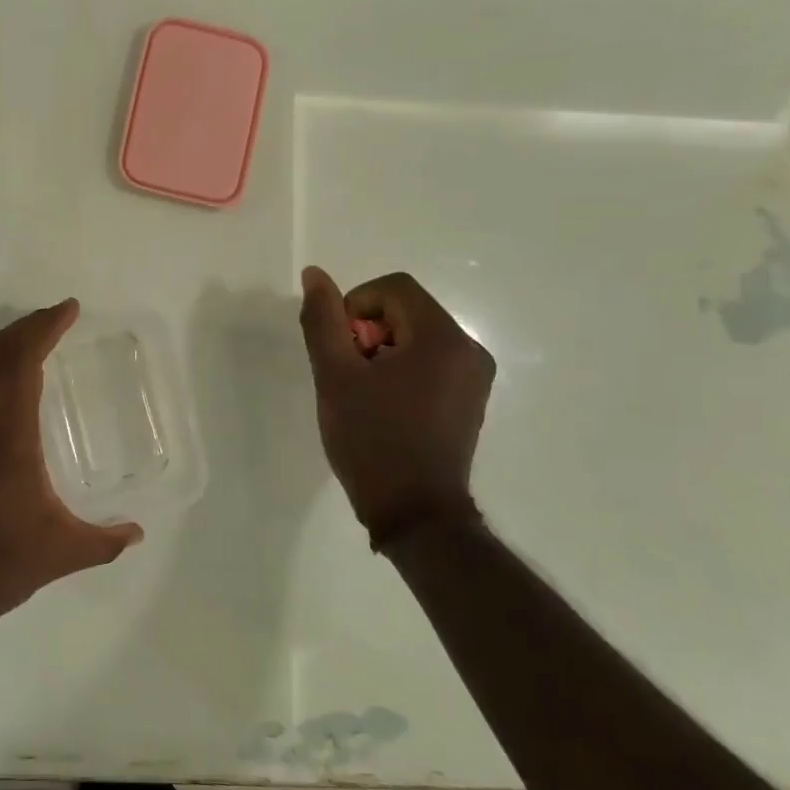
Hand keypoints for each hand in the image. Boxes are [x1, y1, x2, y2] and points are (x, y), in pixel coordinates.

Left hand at [0, 300, 144, 645]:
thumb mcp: (58, 553)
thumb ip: (103, 541)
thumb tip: (136, 532)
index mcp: (6, 436)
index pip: (23, 360)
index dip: (45, 327)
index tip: (69, 308)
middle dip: (26, 328)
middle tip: (55, 319)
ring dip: (5, 353)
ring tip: (34, 352)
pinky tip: (5, 406)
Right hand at [297, 266, 494, 550]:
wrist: (415, 513)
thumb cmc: (372, 440)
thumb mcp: (335, 376)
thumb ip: (323, 320)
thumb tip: (315, 275)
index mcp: (442, 337)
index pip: (393, 288)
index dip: (354, 307)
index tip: (339, 348)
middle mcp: (469, 349)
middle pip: (406, 310)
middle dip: (368, 333)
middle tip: (347, 375)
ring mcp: (474, 377)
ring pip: (416, 337)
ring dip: (382, 353)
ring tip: (363, 395)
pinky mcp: (470, 400)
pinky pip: (431, 363)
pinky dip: (401, 371)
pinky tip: (384, 407)